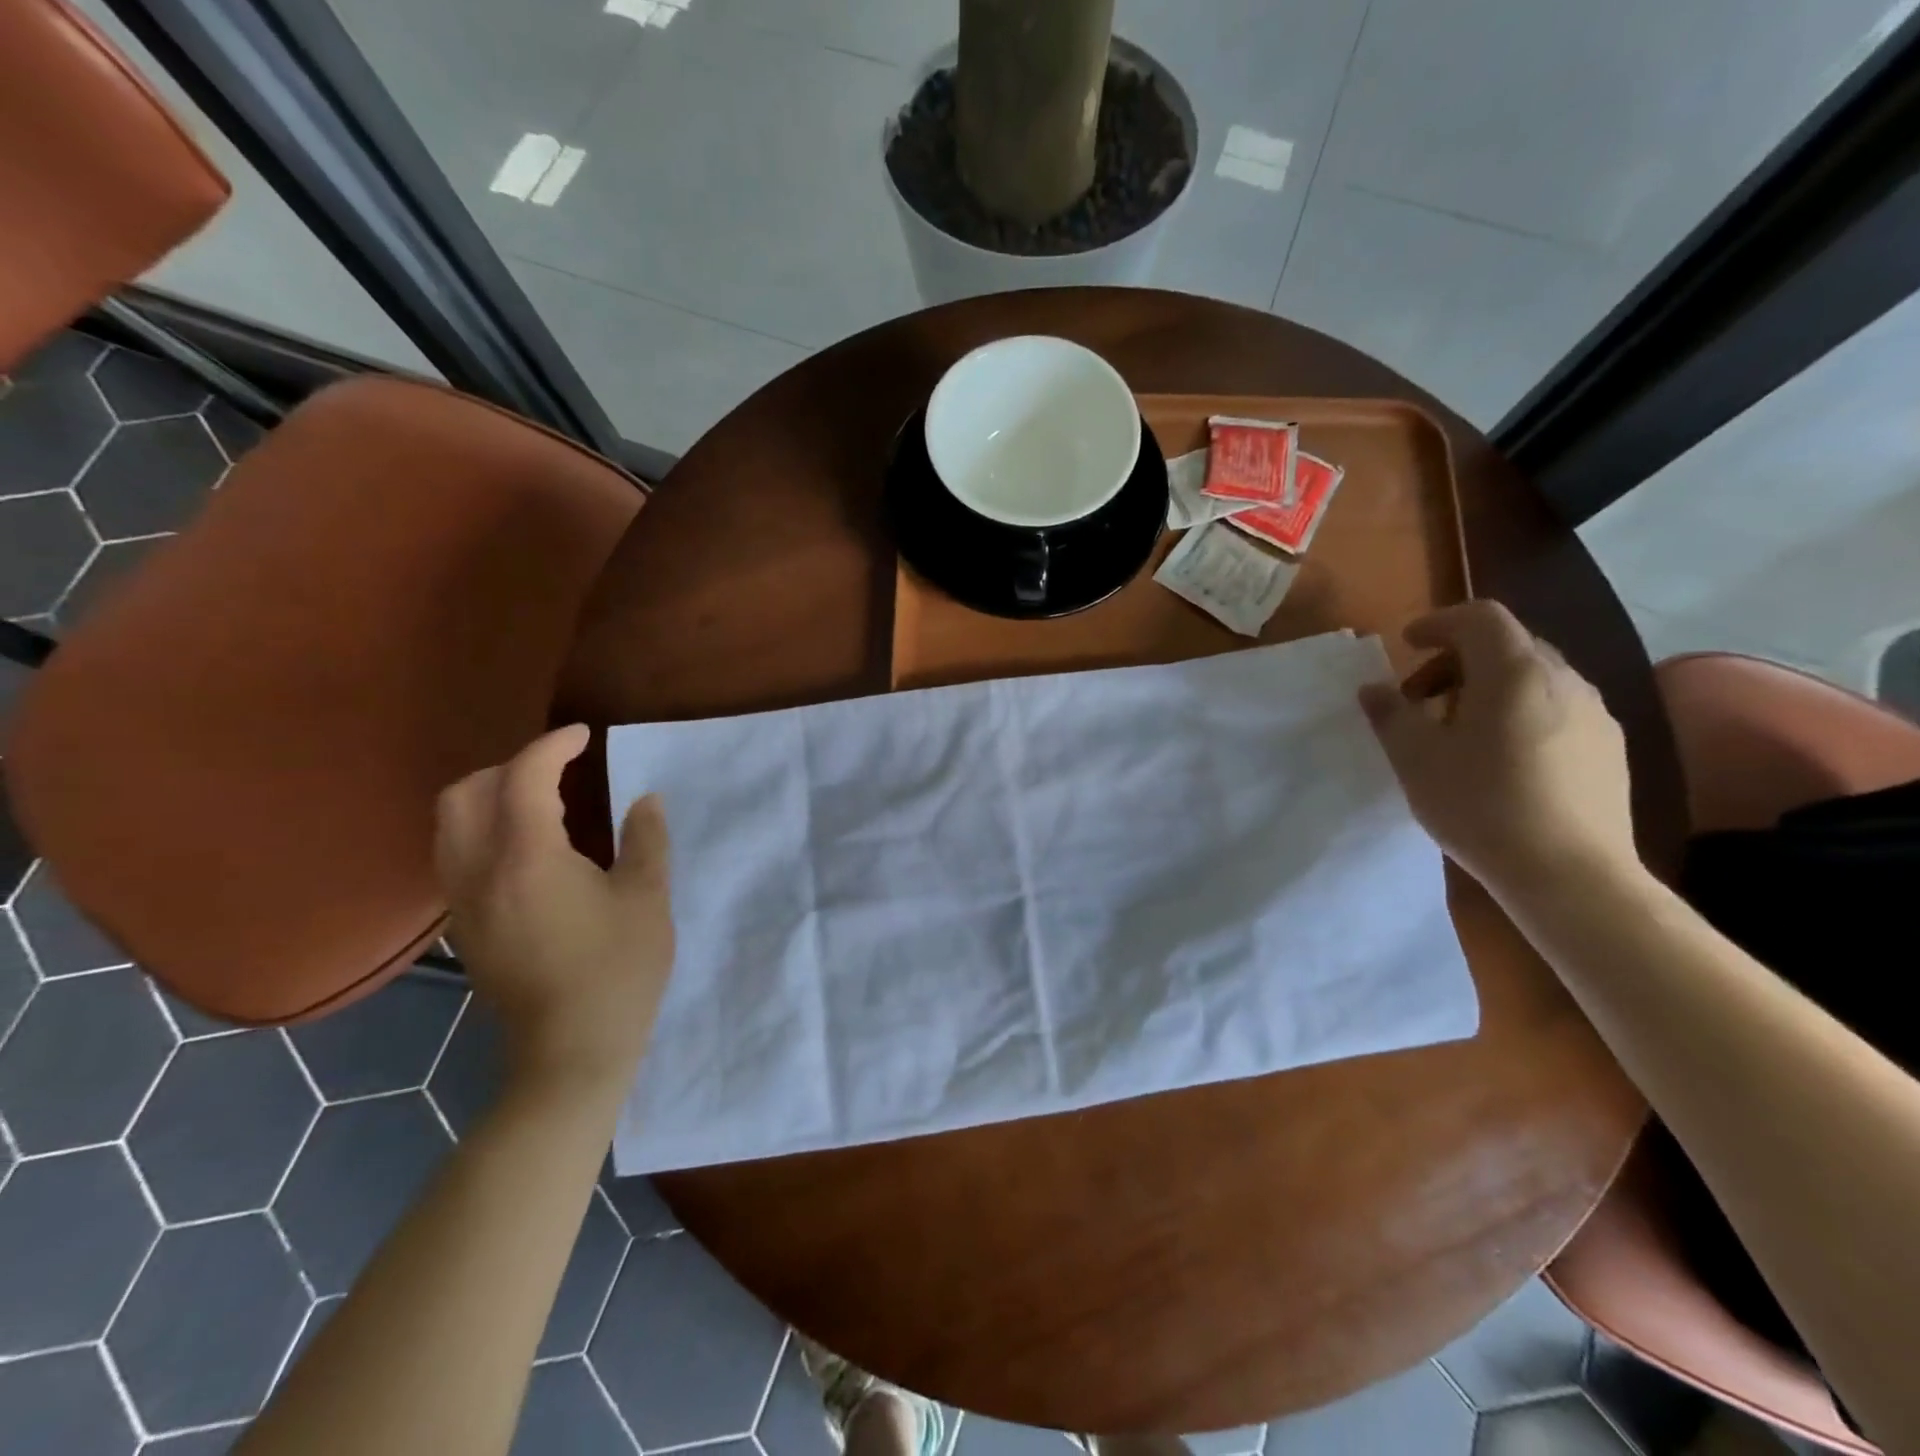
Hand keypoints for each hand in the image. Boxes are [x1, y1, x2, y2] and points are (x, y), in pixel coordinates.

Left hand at [434, 725, 674, 1092]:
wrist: (570, 1051)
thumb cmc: (617, 970)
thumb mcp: (647, 898)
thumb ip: (645, 839)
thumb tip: (645, 800)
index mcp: (528, 858)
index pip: (524, 778)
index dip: (552, 746)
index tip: (584, 737)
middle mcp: (479, 872)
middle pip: (464, 793)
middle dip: (508, 767)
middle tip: (557, 769)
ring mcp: (463, 902)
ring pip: (449, 825)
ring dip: (488, 796)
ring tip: (539, 800)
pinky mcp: (464, 927)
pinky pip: (455, 855)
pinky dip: (481, 829)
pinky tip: (526, 847)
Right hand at [1358, 601, 1636, 900]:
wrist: (1570, 874)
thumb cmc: (1480, 805)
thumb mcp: (1415, 759)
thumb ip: (1391, 714)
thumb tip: (1374, 688)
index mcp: (1514, 672)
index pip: (1480, 617)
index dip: (1439, 622)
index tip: (1407, 645)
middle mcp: (1563, 679)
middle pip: (1508, 644)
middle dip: (1458, 660)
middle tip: (1422, 697)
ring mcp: (1594, 713)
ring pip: (1535, 677)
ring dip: (1489, 688)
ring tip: (1459, 732)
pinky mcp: (1608, 748)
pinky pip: (1557, 708)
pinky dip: (1520, 712)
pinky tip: (1501, 758)